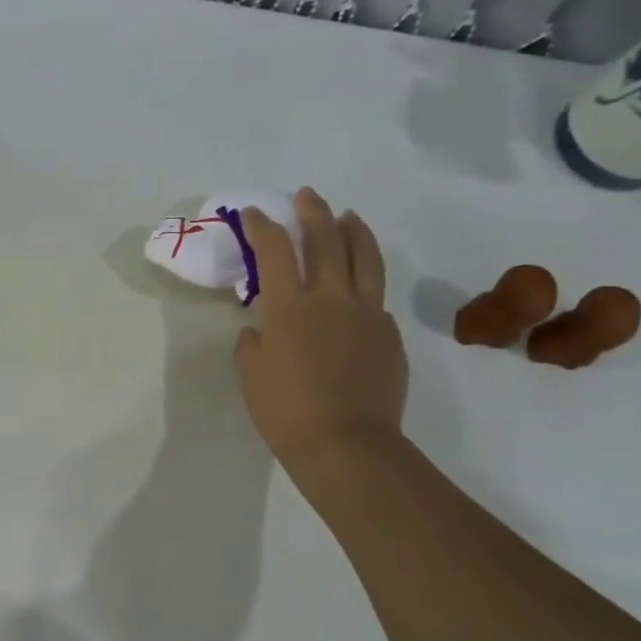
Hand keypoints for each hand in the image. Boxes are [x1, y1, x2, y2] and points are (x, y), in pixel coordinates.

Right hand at [234, 190, 407, 483]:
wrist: (345, 444)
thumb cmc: (285, 411)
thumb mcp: (251, 374)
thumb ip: (253, 343)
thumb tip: (262, 330)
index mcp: (289, 306)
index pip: (274, 249)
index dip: (261, 225)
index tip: (252, 214)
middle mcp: (331, 297)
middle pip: (326, 239)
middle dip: (312, 212)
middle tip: (306, 196)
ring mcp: (367, 313)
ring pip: (365, 257)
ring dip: (354, 230)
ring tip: (348, 216)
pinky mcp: (389, 334)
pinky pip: (376, 297)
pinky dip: (365, 281)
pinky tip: (359, 288)